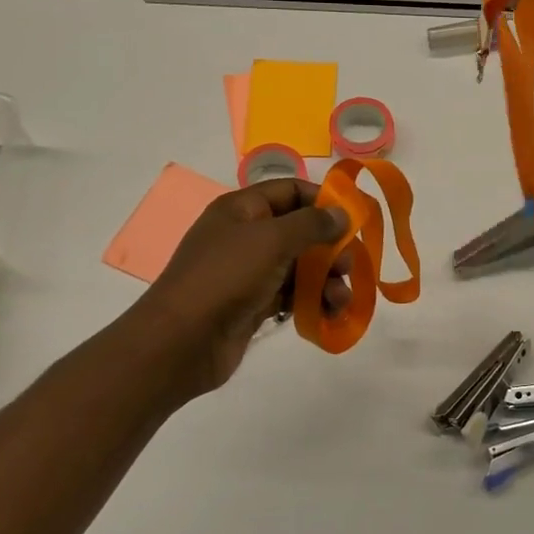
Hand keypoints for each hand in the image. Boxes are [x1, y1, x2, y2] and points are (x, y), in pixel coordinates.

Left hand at [135, 180, 352, 400]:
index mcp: (242, 209)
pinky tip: (328, 315)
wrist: (180, 342)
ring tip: (340, 300)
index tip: (353, 220)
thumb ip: (312, 224)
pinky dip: (312, 302)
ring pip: (300, 267)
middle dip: (330, 248)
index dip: (323, 201)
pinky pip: (291, 295)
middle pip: (301, 231)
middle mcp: (246, 235)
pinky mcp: (253, 304)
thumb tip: (343, 215)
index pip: (291, 191)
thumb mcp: (271, 240)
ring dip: (326, 281)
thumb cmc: (225, 278)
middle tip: (350, 268)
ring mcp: (249, 272)